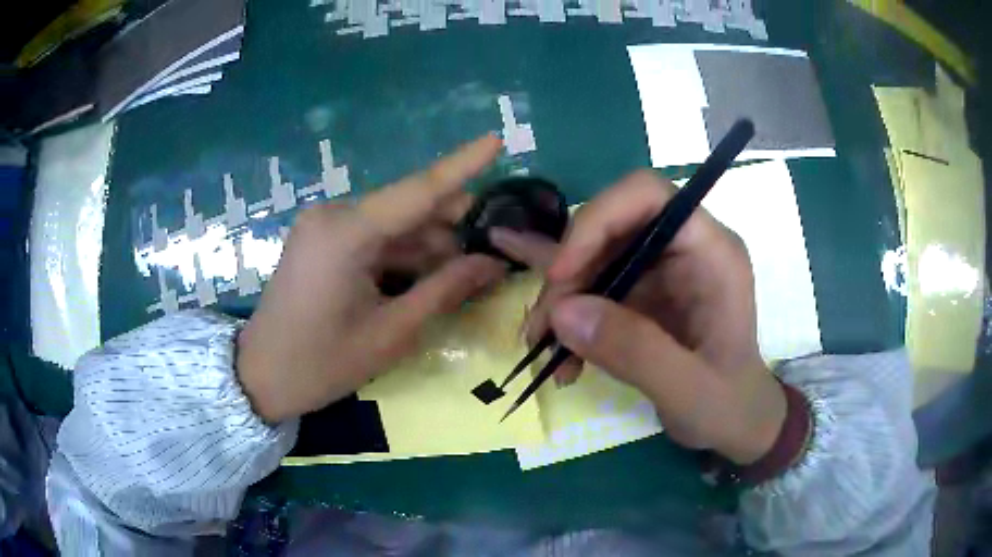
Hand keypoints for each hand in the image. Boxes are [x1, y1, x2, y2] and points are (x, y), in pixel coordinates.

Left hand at [237, 136, 507, 422]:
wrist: (260, 377)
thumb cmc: (322, 364)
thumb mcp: (391, 333)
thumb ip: (444, 290)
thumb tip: (493, 263)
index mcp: (346, 233)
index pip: (418, 189)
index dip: (462, 164)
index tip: (497, 138)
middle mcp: (333, 215)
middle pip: (408, 208)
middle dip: (452, 225)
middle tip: (495, 248)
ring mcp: (324, 226)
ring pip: (393, 225)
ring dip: (429, 246)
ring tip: (466, 274)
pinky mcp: (321, 240)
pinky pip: (373, 238)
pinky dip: (402, 254)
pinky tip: (429, 276)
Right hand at [491, 170, 785, 464]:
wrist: (737, 424)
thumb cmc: (729, 406)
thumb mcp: (690, 390)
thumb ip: (634, 351)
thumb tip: (562, 312)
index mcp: (711, 252)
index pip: (648, 196)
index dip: (599, 220)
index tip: (564, 275)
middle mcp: (684, 248)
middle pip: (610, 226)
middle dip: (569, 273)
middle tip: (544, 329)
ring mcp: (661, 269)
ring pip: (593, 256)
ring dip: (561, 299)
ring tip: (544, 347)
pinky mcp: (643, 292)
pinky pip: (593, 286)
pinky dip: (569, 315)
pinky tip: (557, 353)